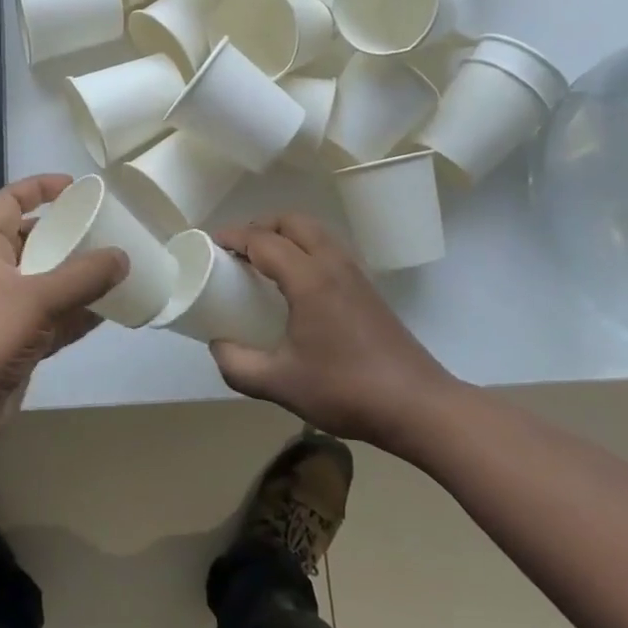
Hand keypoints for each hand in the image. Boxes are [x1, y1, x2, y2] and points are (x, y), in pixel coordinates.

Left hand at [0, 174, 127, 447]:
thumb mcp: (38, 297)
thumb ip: (83, 277)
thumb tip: (122, 257)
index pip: (9, 201)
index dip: (38, 188)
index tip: (75, 187)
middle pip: (34, 240)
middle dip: (67, 234)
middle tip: (105, 231)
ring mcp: (8, 309)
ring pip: (49, 281)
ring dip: (78, 276)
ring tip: (117, 268)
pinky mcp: (20, 341)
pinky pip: (56, 318)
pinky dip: (80, 313)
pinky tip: (111, 311)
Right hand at [211, 213, 461, 449]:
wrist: (417, 406)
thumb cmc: (345, 389)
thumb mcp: (280, 383)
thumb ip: (238, 364)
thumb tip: (217, 345)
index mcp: (309, 278)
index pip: (263, 240)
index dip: (233, 237)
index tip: (210, 245)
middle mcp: (332, 264)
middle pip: (292, 221)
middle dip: (260, 226)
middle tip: (237, 250)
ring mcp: (355, 273)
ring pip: (315, 231)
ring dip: (285, 234)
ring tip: (262, 261)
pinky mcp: (368, 288)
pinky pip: (328, 248)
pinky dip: (304, 248)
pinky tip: (295, 283)